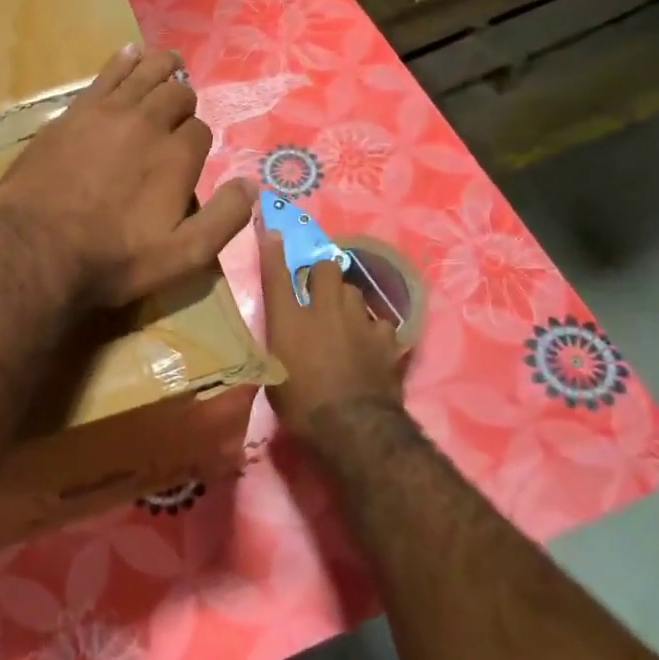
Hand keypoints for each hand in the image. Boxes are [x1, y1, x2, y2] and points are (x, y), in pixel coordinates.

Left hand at [0, 45, 253, 307]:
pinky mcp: (74, 112)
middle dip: (183, 101)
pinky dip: (124, 60)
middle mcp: (148, 123)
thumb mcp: (181, 257)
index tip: (187, 159)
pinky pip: (106, 73)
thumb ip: (222, 220)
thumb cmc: (111, 258)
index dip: (197, 142)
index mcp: (176, 157)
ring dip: (162, 67)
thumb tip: (251, 184)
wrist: (34, 247)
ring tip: (170, 62)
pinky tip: (129, 53)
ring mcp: (108, 112)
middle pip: (176, 95)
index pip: (199, 132)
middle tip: (179, 112)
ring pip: (145, 73)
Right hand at [258, 221, 403, 437]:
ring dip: (346, 300)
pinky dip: (372, 329)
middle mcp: (323, 310)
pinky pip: (378, 321)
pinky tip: (369, 342)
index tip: (274, 232)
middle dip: (322, 273)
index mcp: (288, 320)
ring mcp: (359, 321)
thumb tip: (280, 334)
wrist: (353, 427)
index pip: (277, 275)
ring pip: (354, 291)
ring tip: (344, 319)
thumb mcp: (273, 375)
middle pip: (326, 268)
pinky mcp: (386, 338)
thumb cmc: (301, 406)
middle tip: (317, 291)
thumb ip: (277, 344)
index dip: (274, 251)